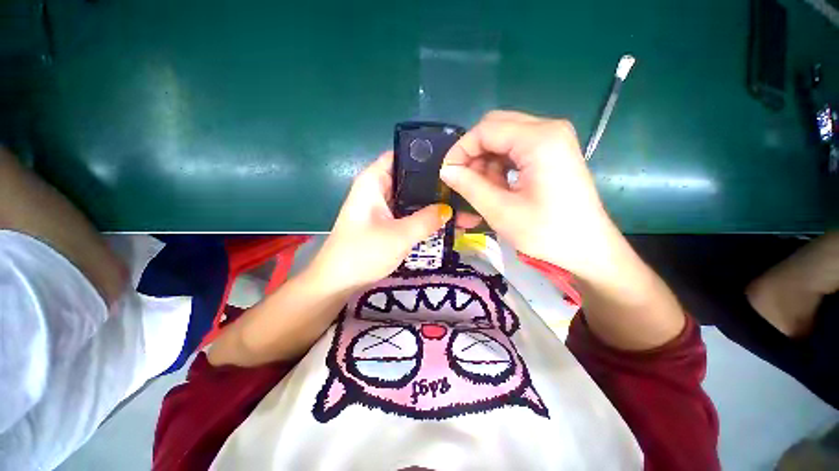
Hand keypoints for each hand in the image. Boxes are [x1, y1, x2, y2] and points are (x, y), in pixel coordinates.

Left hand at [309, 151, 451, 291]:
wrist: (338, 283)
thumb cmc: (363, 253)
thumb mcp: (399, 235)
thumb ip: (426, 220)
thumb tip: (448, 209)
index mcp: (373, 181)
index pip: (401, 156)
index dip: (425, 156)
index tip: (451, 163)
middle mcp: (378, 189)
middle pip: (410, 179)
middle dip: (435, 185)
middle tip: (463, 189)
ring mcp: (382, 207)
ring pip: (411, 199)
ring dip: (432, 204)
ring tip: (460, 206)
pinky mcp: (386, 223)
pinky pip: (408, 214)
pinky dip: (423, 218)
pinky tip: (444, 223)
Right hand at [440, 110, 621, 279]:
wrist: (588, 249)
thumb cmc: (546, 233)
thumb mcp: (500, 211)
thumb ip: (469, 186)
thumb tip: (446, 171)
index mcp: (539, 139)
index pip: (486, 130)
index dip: (461, 150)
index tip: (447, 174)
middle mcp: (548, 130)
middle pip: (495, 128)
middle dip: (473, 154)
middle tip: (462, 181)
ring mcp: (553, 140)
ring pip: (503, 139)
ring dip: (485, 163)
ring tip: (480, 191)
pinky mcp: (552, 153)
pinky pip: (515, 151)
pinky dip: (499, 167)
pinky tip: (497, 188)